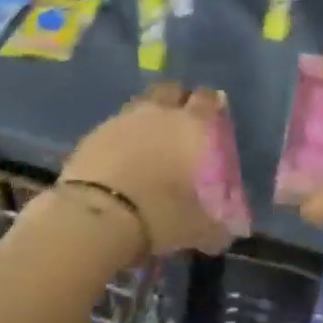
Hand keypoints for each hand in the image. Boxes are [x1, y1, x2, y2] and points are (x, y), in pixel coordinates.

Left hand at [60, 84, 235, 255]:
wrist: (96, 216)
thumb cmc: (159, 214)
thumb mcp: (198, 229)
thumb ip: (217, 226)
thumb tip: (228, 232)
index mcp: (192, 126)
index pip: (208, 100)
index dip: (213, 106)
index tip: (215, 120)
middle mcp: (159, 112)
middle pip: (172, 90)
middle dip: (179, 101)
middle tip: (182, 124)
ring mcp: (122, 119)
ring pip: (142, 103)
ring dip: (149, 115)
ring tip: (151, 140)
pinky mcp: (93, 133)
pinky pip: (116, 124)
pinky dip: (123, 135)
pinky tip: (124, 156)